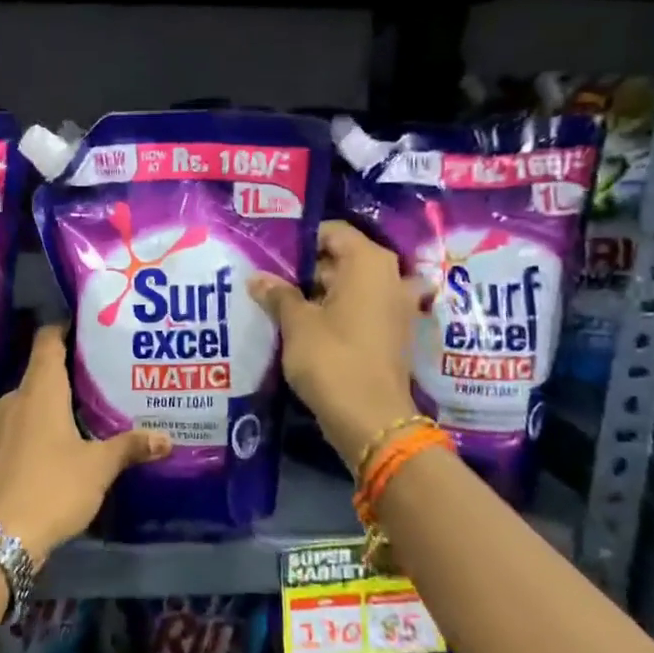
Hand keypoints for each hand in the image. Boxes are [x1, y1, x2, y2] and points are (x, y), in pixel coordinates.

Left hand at [0, 324, 171, 559]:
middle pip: (44, 366)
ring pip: (37, 395)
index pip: (47, 339)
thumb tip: (167, 438)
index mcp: (39, 389)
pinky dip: (51, 416)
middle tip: (108, 363)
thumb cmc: (52, 486)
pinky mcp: (2, 449)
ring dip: (62, 393)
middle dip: (73, 362)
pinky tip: (73, 432)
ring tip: (97, 396)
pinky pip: (30, 418)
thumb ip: (130, 446)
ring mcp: (6, 424)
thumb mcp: (98, 466)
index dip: (66, 325)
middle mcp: (18, 398)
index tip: (92, 322)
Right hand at [249, 220, 421, 468]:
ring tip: (281, 301)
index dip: (300, 240)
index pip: (332, 232)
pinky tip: (305, 325)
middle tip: (269, 278)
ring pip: (350, 286)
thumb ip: (278, 294)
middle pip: (342, 258)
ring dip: (319, 293)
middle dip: (306, 269)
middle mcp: (390, 276)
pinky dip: (336, 312)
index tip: (271, 253)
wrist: (372, 420)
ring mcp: (395, 307)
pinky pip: (360, 309)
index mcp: (369, 262)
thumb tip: (257, 278)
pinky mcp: (392, 333)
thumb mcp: (296, 323)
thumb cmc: (332, 359)